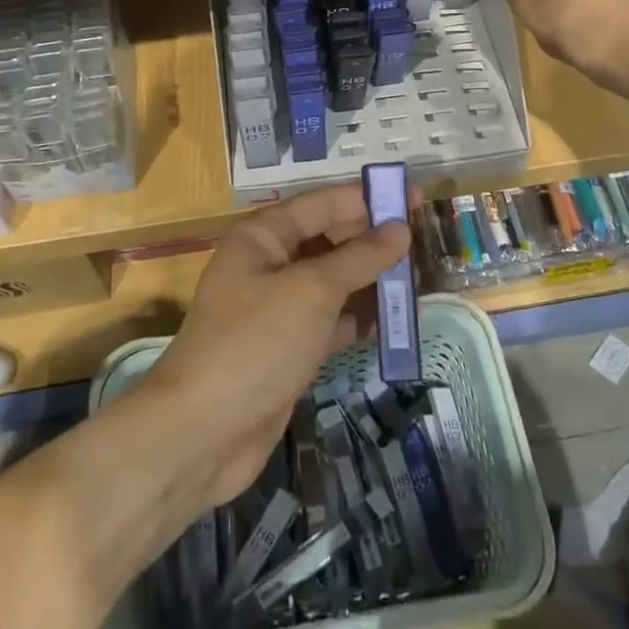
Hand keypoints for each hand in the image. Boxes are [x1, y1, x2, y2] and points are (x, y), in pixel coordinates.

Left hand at [146, 187, 411, 506]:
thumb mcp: (313, 290)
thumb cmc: (257, 341)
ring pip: (334, 281)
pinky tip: (394, 320)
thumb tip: (400, 230)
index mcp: (264, 236)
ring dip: (371, 279)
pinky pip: (332, 319)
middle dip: (373, 239)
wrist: (205, 431)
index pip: (324, 204)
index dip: (369, 199)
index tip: (416, 198)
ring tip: (418, 279)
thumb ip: (359, 257)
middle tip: (422, 242)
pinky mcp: (290, 347)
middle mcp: (269, 264)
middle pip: (329, 239)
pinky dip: (359, 317)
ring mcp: (279, 308)